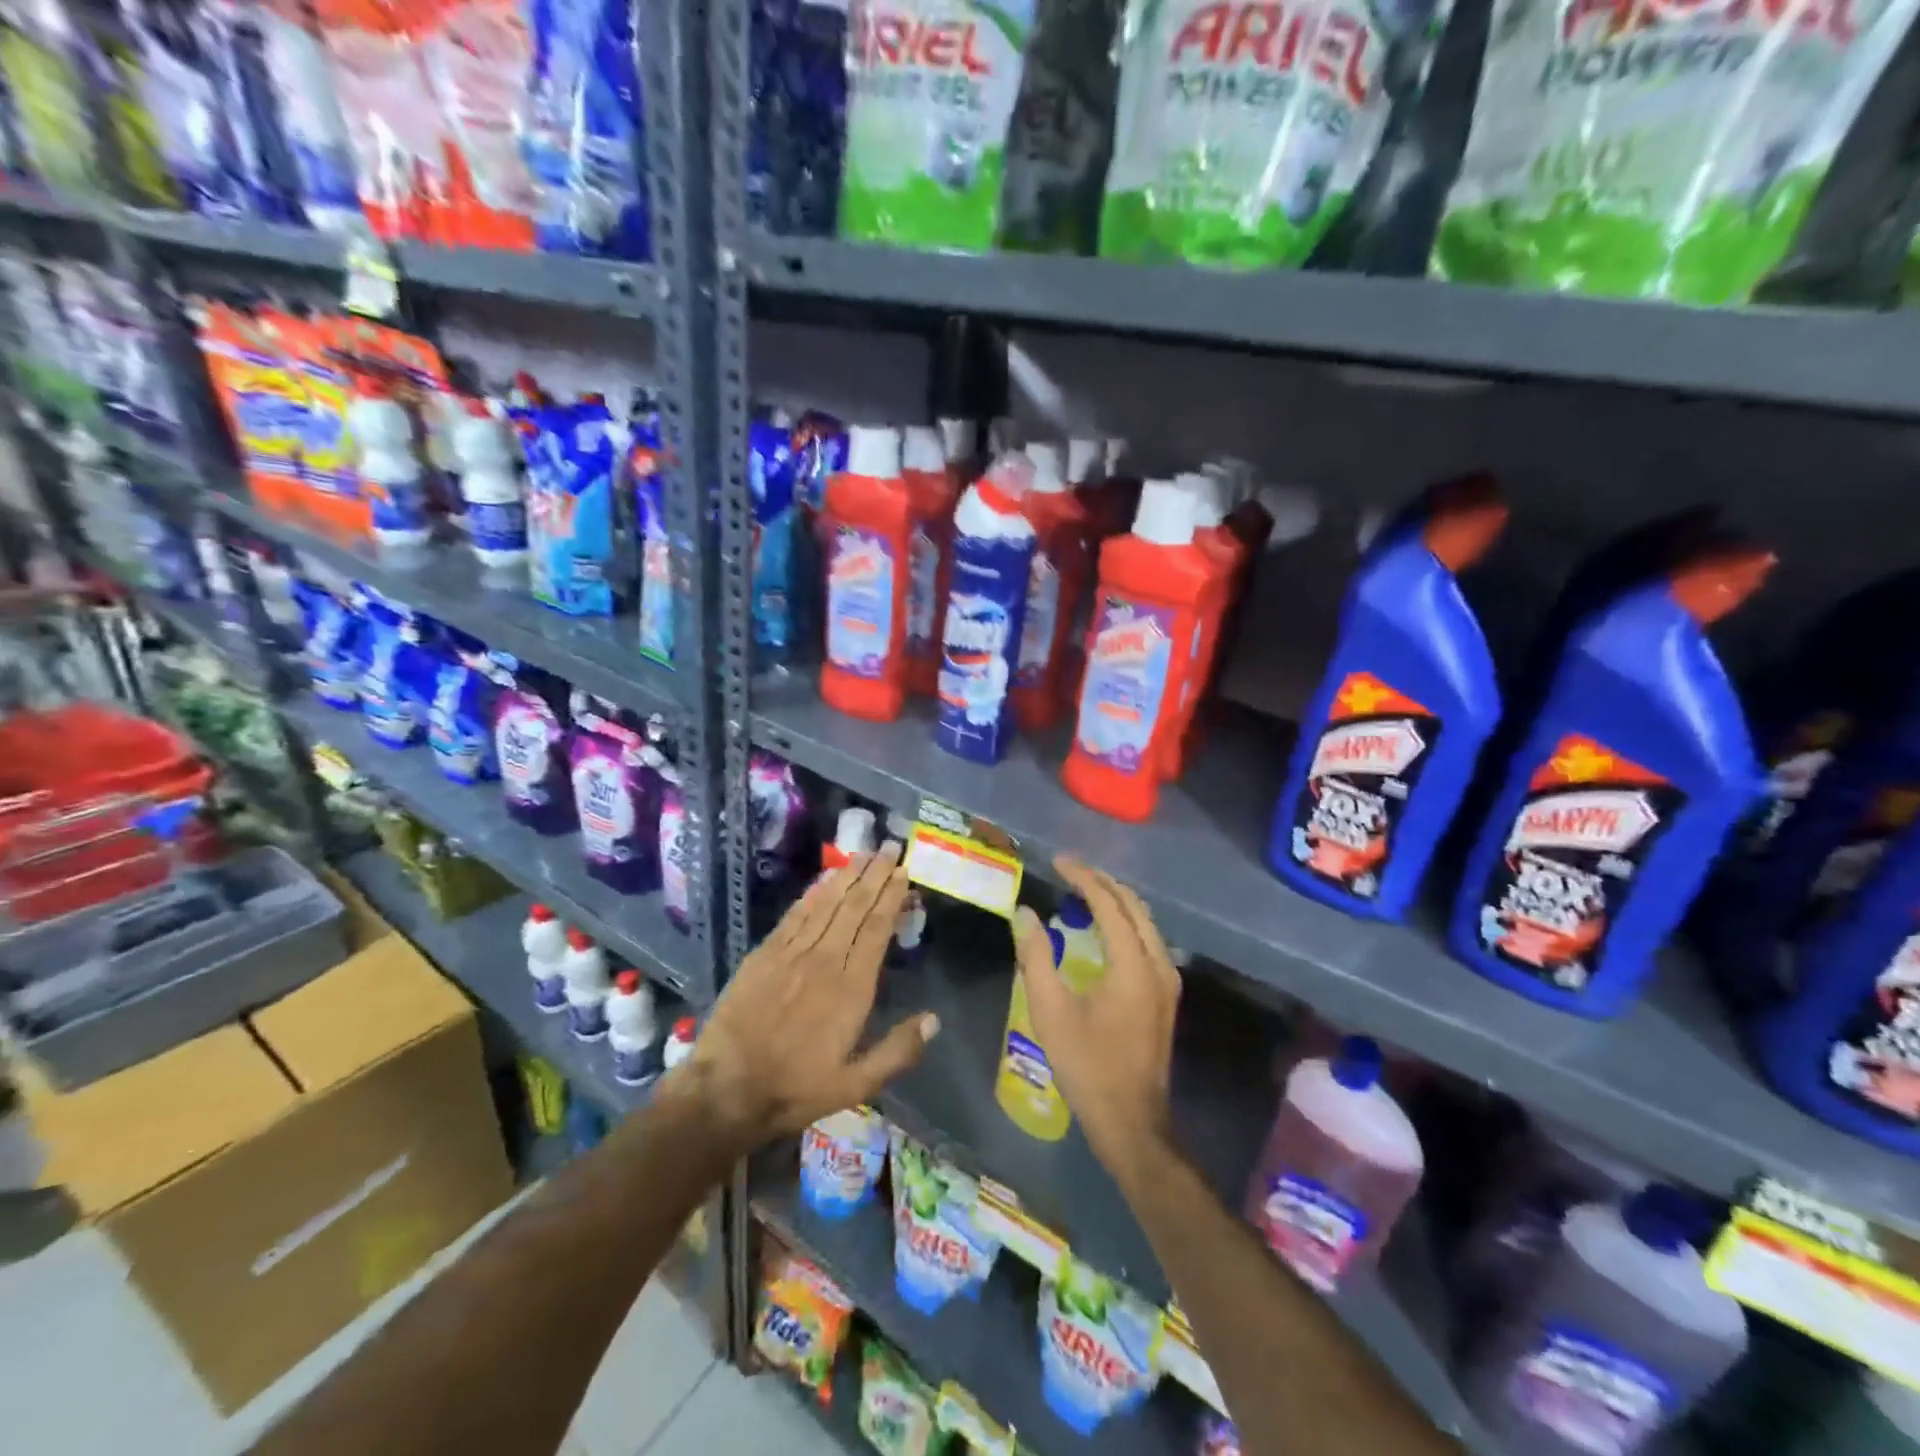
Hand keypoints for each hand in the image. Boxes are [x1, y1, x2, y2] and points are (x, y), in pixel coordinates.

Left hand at [677, 843, 938, 1152]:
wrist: (725, 1090)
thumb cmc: (795, 1089)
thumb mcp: (855, 1086)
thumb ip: (896, 1052)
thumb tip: (934, 1020)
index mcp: (851, 989)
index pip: (877, 929)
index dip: (891, 897)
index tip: (903, 872)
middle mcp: (825, 960)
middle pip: (854, 908)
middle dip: (874, 876)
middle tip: (888, 848)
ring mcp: (791, 953)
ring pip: (826, 904)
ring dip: (847, 876)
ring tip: (863, 854)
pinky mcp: (764, 954)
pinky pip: (795, 915)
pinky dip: (813, 893)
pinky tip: (824, 879)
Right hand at [1013, 856, 1180, 1183]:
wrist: (1131, 1120)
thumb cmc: (1087, 1065)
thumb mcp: (1051, 1010)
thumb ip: (1036, 956)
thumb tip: (1024, 913)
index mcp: (1132, 964)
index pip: (1109, 903)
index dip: (1083, 877)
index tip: (1057, 861)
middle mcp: (1157, 964)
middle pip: (1134, 905)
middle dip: (1102, 881)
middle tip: (1069, 870)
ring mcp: (1167, 980)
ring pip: (1145, 921)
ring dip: (1115, 900)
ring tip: (1082, 890)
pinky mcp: (1165, 994)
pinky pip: (1147, 940)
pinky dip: (1125, 922)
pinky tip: (1103, 927)